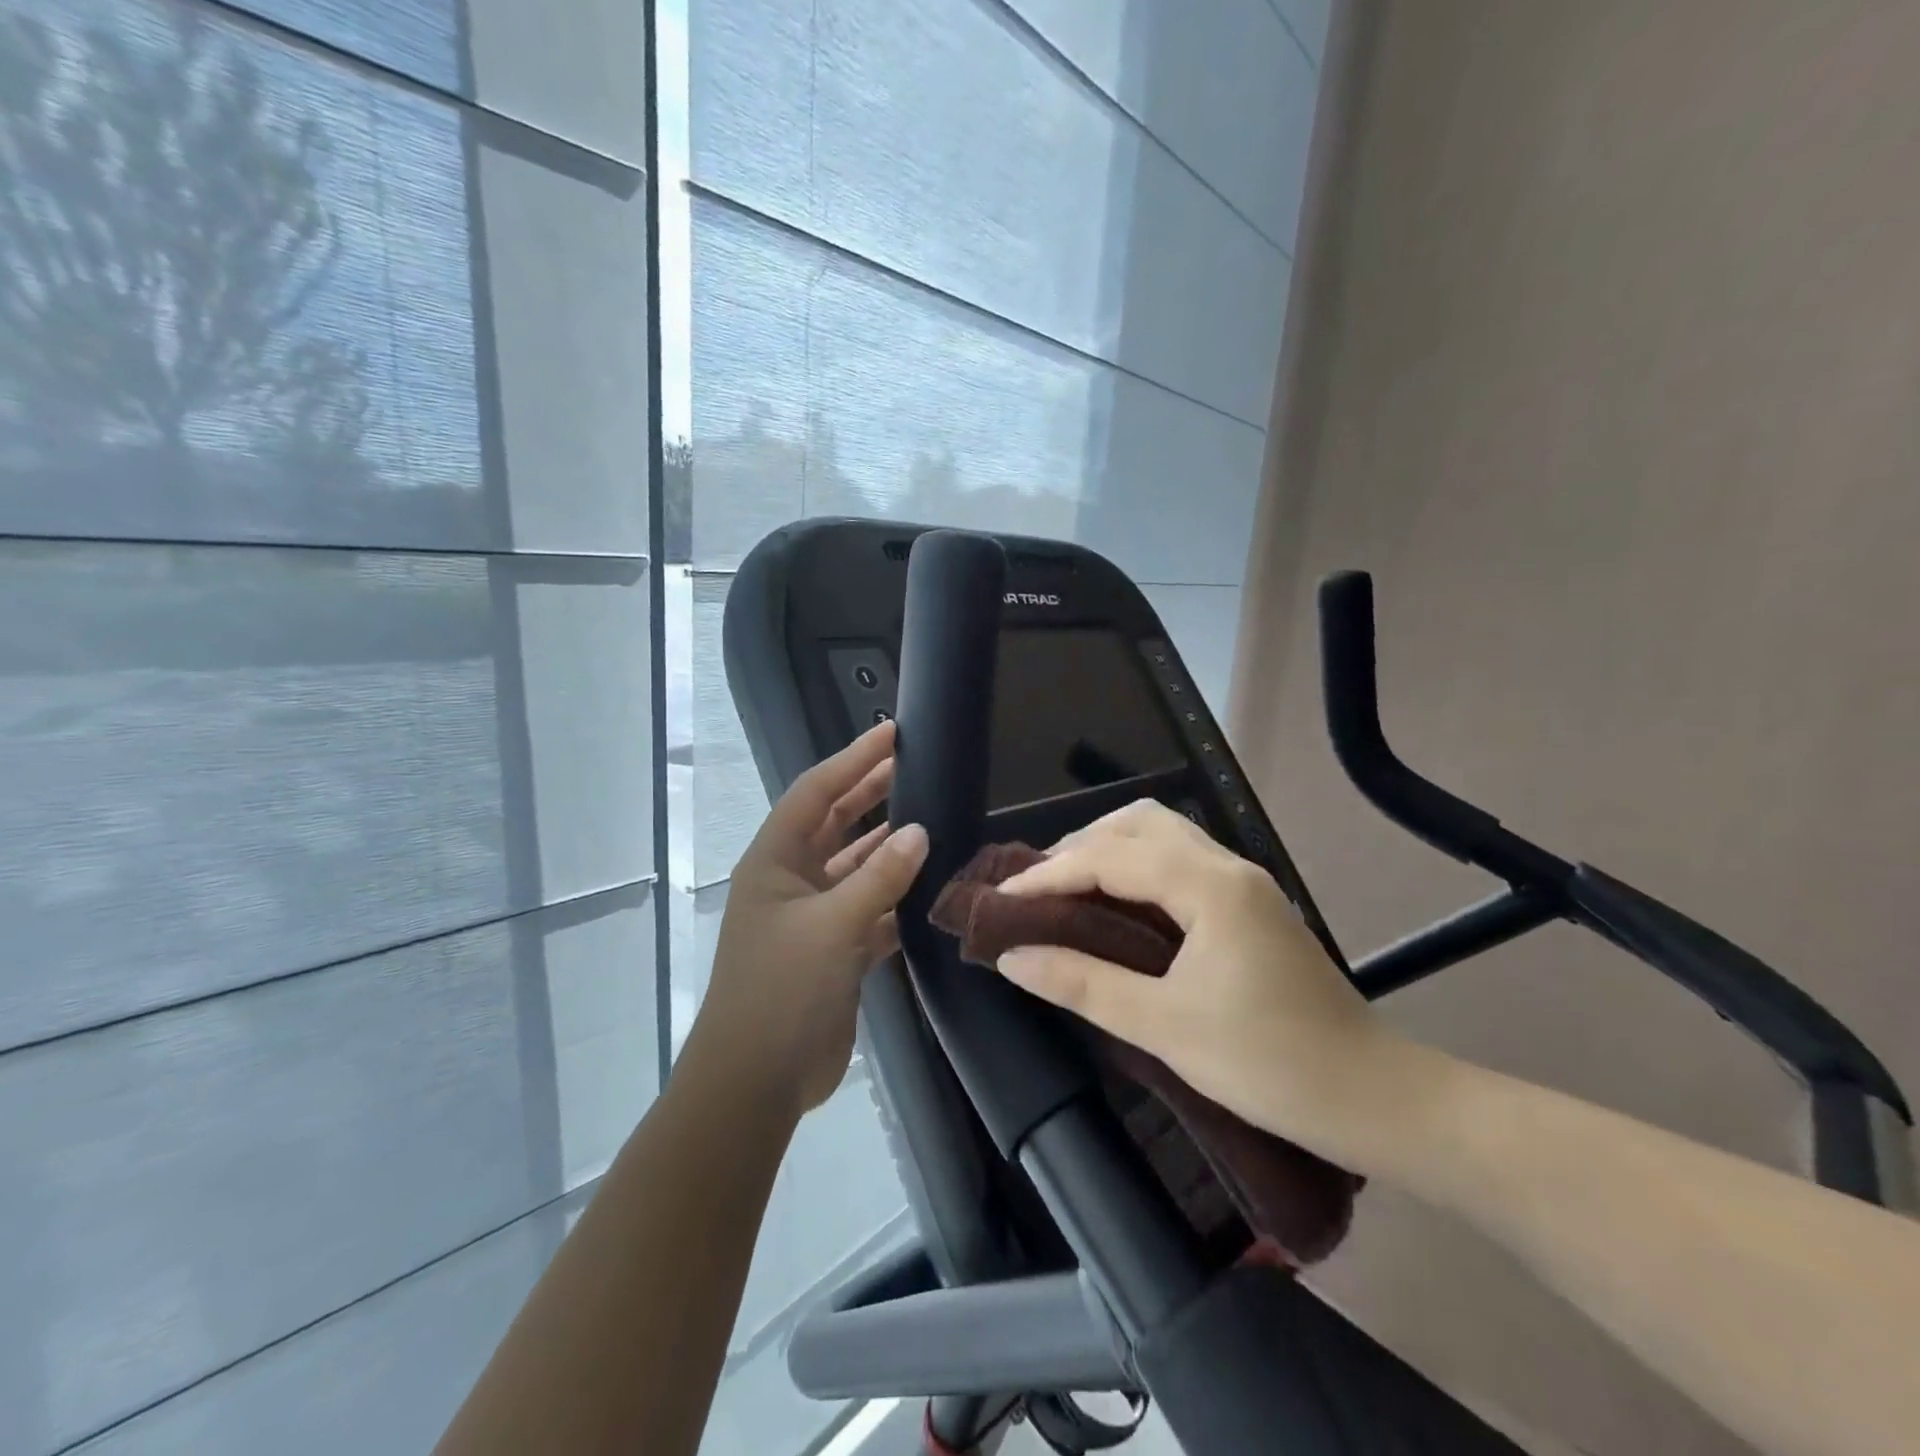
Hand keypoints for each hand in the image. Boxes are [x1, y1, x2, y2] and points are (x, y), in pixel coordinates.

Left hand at [687, 721, 928, 1116]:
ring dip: (888, 845)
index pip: (815, 793)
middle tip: (913, 762)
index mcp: (774, 861)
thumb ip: (879, 877)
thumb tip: (920, 831)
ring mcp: (813, 917)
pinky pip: (871, 909)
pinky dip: (896, 895)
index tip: (891, 733)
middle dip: (870, 791)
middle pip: (834, 822)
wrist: (757, 1080)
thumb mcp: (832, 926)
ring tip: (931, 815)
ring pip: (856, 866)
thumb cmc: (781, 990)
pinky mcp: (835, 950)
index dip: (852, 759)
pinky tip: (930, 882)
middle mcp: (791, 881)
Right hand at [994, 800, 1419, 1166]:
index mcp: (1209, 886)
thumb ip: (1083, 984)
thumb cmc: (1269, 1064)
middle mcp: (1228, 866)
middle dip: (1080, 844)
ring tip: (1069, 887)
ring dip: (1110, 847)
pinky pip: (1181, 857)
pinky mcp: (1251, 903)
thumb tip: (1013, 956)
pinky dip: (1137, 864)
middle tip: (1037, 887)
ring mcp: (1245, 881)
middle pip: (1139, 821)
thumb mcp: (1164, 1027)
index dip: (1049, 874)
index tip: (1002, 900)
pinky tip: (1118, 901)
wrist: (1374, 1097)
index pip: (1111, 857)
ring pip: (1164, 833)